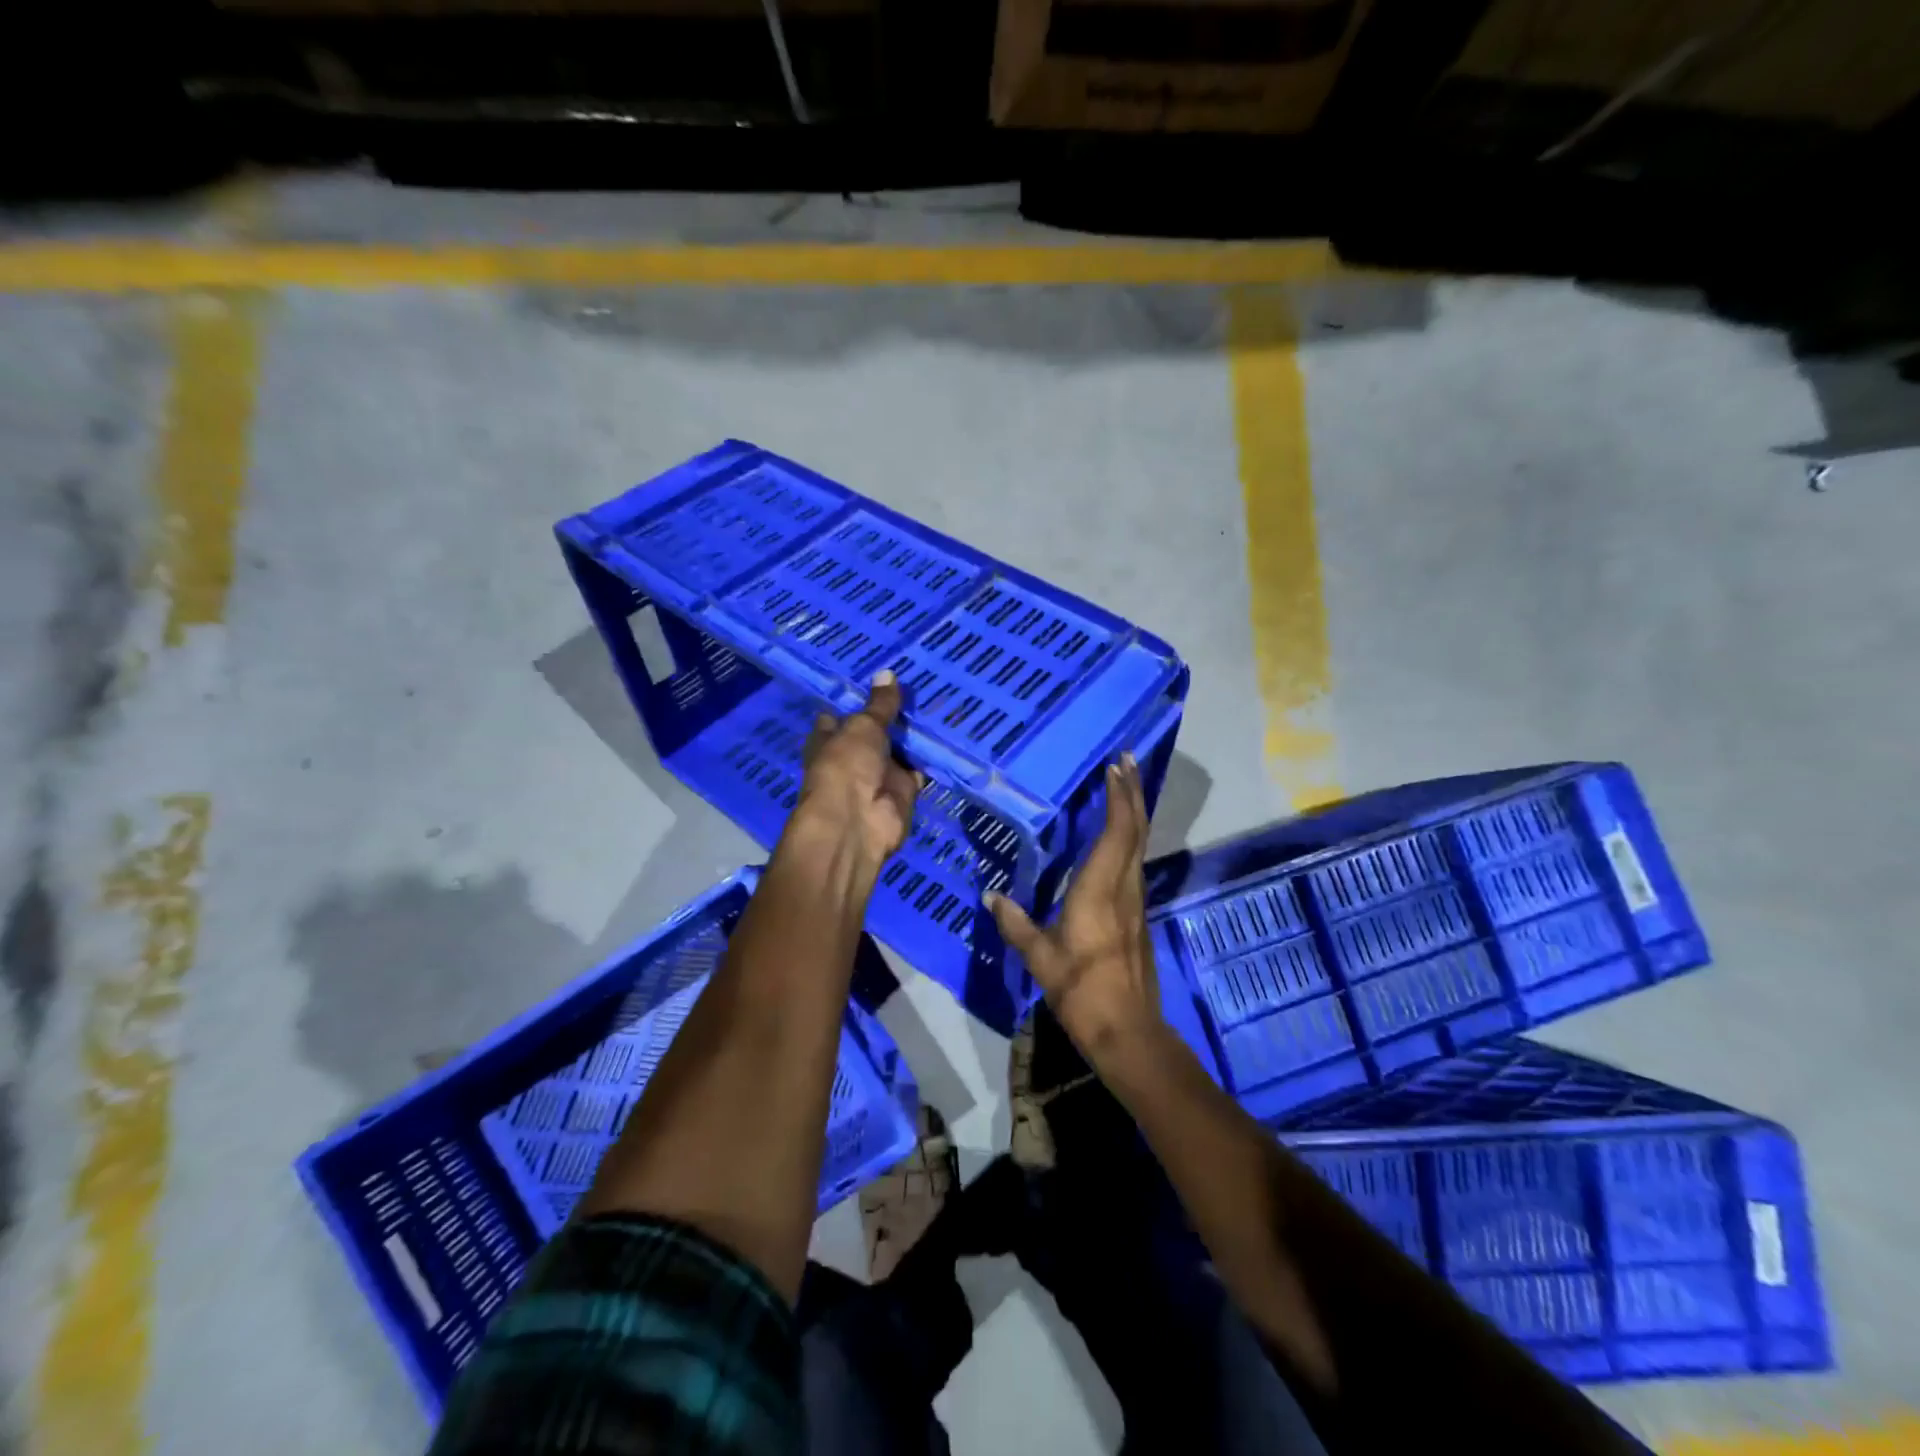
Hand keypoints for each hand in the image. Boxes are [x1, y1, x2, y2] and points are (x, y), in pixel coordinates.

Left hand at [793, 670, 921, 880]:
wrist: (858, 822)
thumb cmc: (846, 766)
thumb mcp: (863, 726)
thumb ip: (880, 704)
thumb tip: (887, 672)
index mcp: (831, 738)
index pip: (843, 714)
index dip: (860, 698)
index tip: (882, 676)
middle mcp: (854, 756)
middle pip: (877, 730)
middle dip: (895, 713)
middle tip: (924, 681)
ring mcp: (880, 774)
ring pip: (901, 748)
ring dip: (916, 733)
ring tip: (942, 699)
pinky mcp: (904, 790)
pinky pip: (920, 768)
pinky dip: (932, 756)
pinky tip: (951, 732)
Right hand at [986, 752, 1163, 1064]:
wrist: (1128, 1031)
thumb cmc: (1081, 991)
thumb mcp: (1040, 957)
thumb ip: (1015, 923)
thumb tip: (990, 896)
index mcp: (1100, 891)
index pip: (1117, 832)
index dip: (1118, 797)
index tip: (1113, 767)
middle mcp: (1124, 888)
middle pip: (1135, 830)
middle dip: (1131, 792)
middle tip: (1124, 760)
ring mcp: (1136, 901)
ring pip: (1139, 845)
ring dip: (1133, 811)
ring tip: (1121, 786)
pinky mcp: (1138, 915)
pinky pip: (1135, 862)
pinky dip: (1129, 836)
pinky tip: (1115, 835)